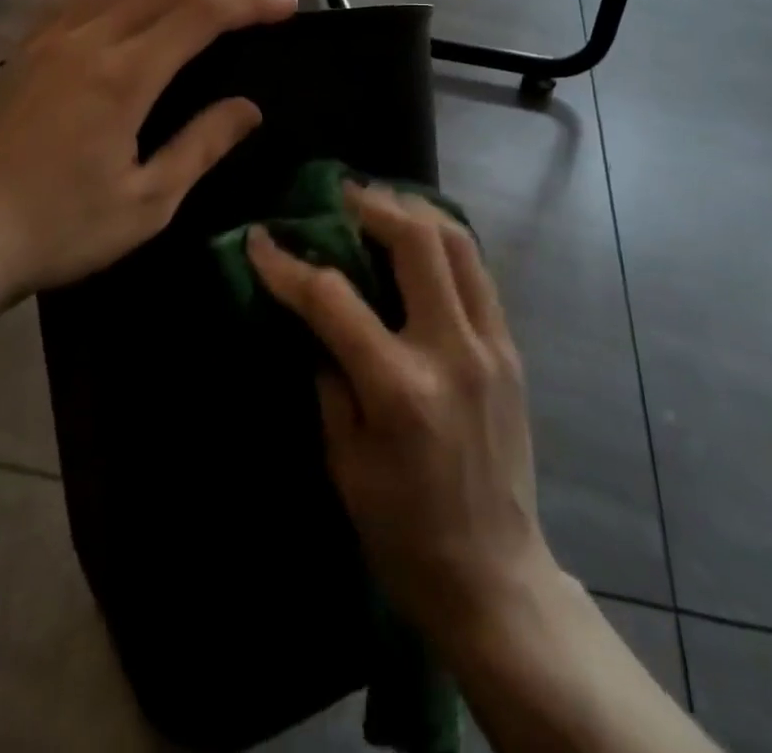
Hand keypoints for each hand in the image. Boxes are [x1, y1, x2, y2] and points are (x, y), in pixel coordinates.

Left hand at [0, 0, 296, 299]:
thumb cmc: (61, 229)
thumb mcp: (148, 202)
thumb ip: (201, 147)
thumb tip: (248, 108)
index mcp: (123, 78)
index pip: (199, 18)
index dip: (248, 5)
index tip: (286, 4)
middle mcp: (87, 43)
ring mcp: (49, 42)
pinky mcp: (25, 53)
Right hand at [246, 183, 556, 645]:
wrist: (495, 577)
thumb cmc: (403, 531)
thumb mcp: (344, 461)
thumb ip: (328, 377)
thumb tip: (314, 317)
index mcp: (399, 388)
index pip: (334, 299)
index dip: (289, 264)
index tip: (261, 239)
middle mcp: (451, 351)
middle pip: (416, 243)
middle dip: (373, 206)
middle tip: (341, 193)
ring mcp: (491, 345)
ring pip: (459, 245)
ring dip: (416, 211)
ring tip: (382, 201)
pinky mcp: (511, 349)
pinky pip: (478, 273)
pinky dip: (446, 241)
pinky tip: (422, 238)